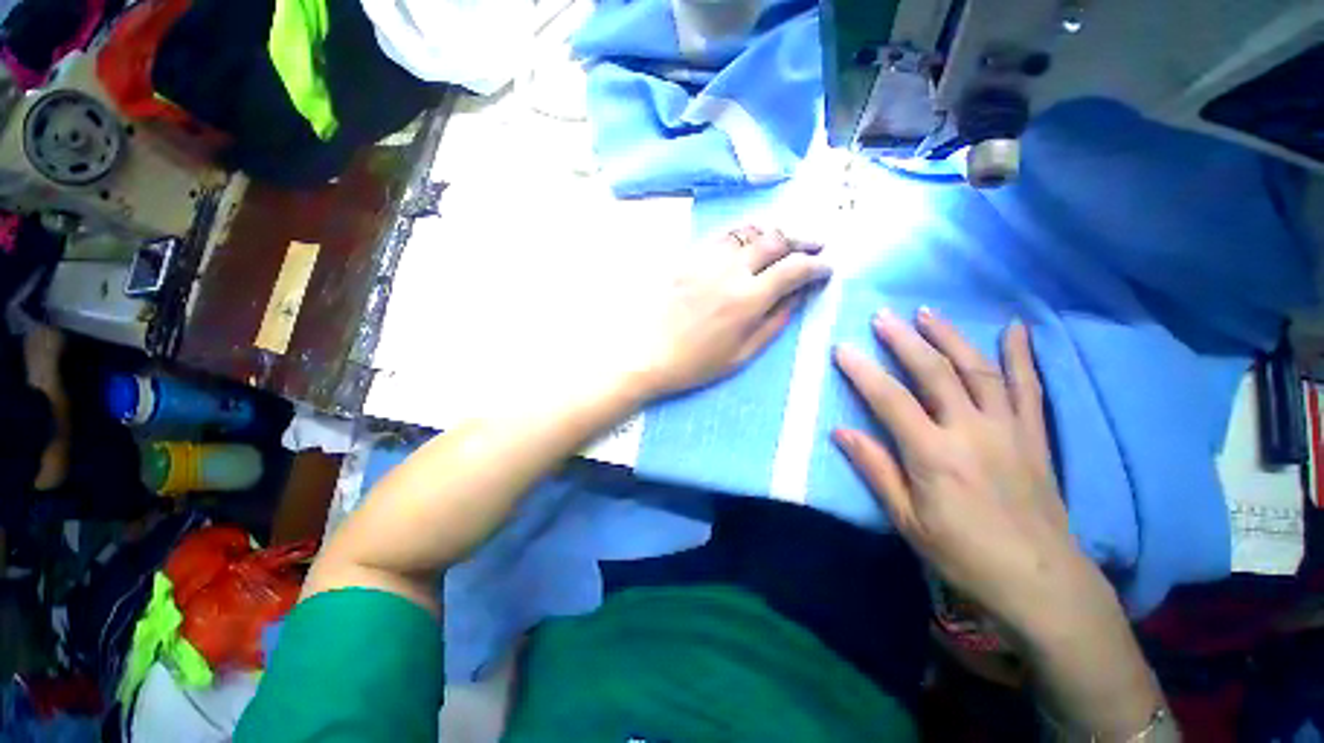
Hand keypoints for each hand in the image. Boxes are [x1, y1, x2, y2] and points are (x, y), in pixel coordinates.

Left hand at [628, 225, 830, 398]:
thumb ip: (774, 322)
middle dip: (802, 241)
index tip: (826, 268)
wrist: (648, 355)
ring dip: (773, 232)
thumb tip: (797, 296)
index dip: (816, 266)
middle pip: (775, 241)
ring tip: (784, 241)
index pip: (794, 269)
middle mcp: (731, 271)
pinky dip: (744, 234)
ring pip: (749, 232)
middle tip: (815, 246)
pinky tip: (749, 242)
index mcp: (748, 299)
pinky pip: (722, 236)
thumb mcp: (742, 354)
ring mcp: (707, 260)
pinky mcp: (688, 258)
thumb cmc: (696, 364)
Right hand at [832, 308, 1106, 637]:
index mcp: (934, 454)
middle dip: (904, 341)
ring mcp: (1008, 428)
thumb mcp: (906, 519)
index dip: (863, 371)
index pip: (890, 400)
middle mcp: (971, 431)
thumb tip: (840, 432)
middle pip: (934, 373)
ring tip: (927, 312)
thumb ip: (874, 469)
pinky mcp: (1033, 434)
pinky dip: (1022, 355)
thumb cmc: (963, 553)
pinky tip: (1015, 329)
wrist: (1039, 580)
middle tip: (882, 316)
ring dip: (950, 337)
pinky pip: (1029, 387)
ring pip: (978, 370)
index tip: (842, 348)